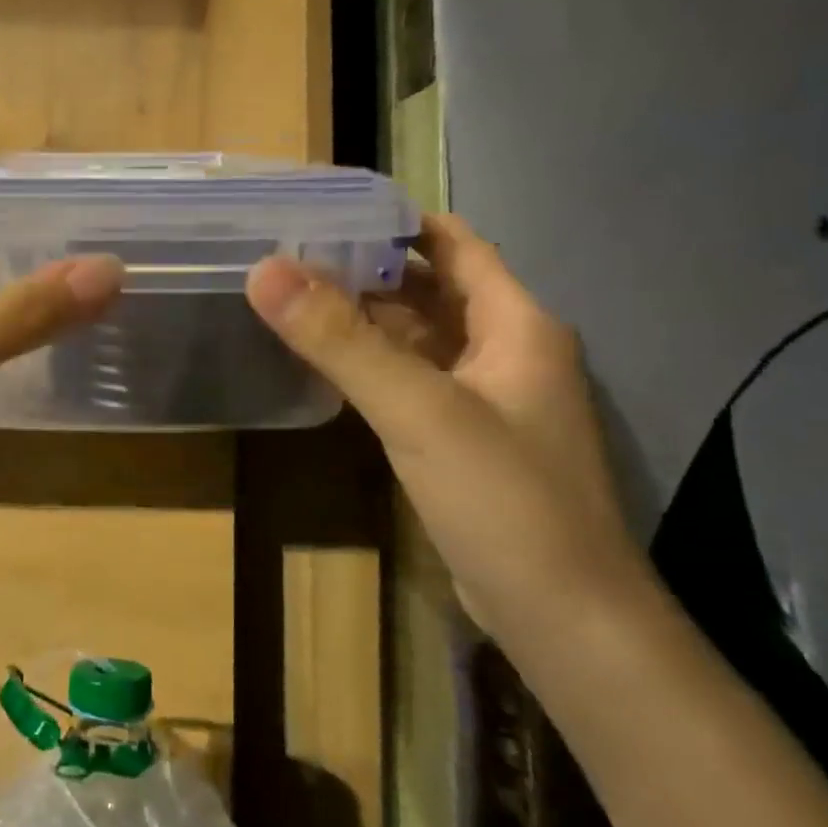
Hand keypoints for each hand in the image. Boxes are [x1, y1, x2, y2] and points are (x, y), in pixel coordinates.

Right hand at [245, 214, 644, 633]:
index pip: (456, 245)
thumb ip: (341, 340)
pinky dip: (374, 365)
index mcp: (516, 325)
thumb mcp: (418, 410)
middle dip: (370, 269)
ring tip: (296, 298)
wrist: (562, 617)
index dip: (399, 221)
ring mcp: (487, 401)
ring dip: (368, 318)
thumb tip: (265, 270)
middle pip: (434, 290)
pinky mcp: (465, 442)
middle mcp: (507, 352)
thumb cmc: (505, 499)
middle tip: (293, 253)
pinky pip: (414, 383)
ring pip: (421, 340)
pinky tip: (328, 364)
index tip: (329, 209)